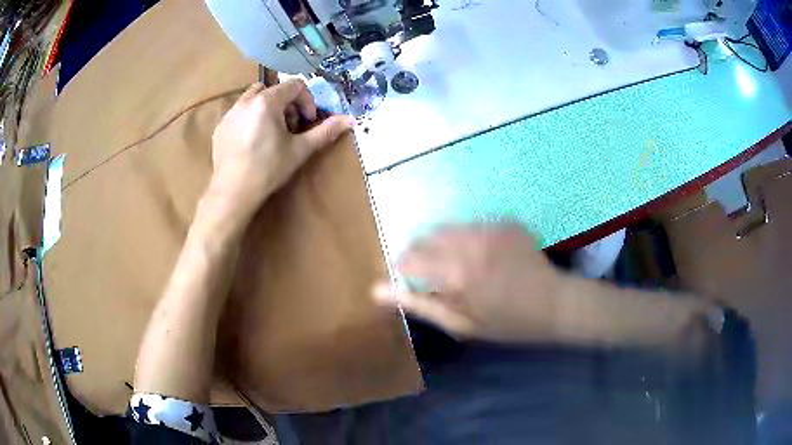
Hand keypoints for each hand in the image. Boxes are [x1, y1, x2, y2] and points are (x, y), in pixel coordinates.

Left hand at [207, 80, 352, 218]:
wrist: (233, 193)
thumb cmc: (268, 170)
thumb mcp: (299, 150)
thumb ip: (325, 131)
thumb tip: (350, 120)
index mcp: (267, 102)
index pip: (295, 85)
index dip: (306, 101)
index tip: (307, 121)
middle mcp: (246, 101)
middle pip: (274, 89)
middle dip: (287, 104)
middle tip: (290, 128)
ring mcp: (230, 113)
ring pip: (254, 98)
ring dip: (268, 108)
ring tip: (271, 132)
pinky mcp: (221, 126)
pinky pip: (239, 112)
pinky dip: (250, 118)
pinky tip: (252, 142)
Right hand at [373, 224, 565, 341]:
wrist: (553, 303)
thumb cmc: (506, 322)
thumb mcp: (460, 324)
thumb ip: (418, 304)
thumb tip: (376, 290)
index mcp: (453, 273)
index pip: (408, 259)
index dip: (402, 268)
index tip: (406, 278)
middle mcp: (468, 243)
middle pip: (426, 238)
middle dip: (422, 256)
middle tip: (437, 276)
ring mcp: (489, 229)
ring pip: (448, 230)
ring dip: (445, 247)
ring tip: (463, 268)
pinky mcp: (504, 222)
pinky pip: (473, 227)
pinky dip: (469, 240)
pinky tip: (486, 258)